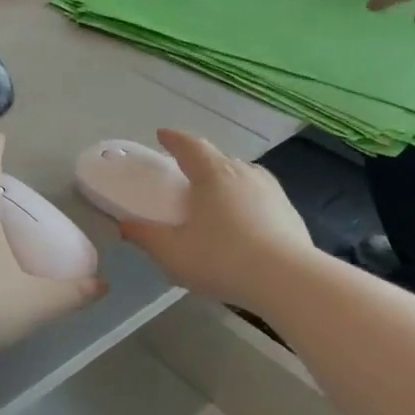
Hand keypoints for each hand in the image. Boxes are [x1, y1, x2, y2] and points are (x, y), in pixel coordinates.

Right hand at [117, 130, 314, 311]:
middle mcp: (244, 173)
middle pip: (218, 158)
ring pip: (243, 176)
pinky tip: (244, 224)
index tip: (162, 135)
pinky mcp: (289, 212)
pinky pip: (261, 197)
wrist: (287, 279)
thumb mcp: (172, 253)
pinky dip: (247, 202)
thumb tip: (125, 225)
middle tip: (186, 173)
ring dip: (226, 180)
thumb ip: (146, 236)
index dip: (174, 139)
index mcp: (213, 174)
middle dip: (200, 161)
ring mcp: (271, 190)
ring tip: (216, 198)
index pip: (190, 146)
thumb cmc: (221, 259)